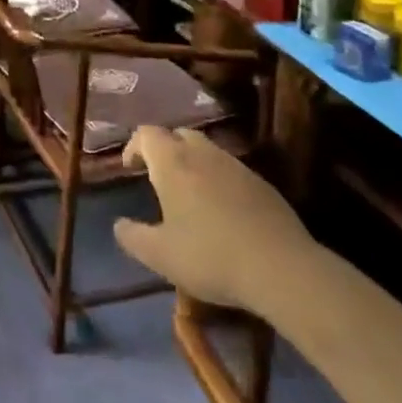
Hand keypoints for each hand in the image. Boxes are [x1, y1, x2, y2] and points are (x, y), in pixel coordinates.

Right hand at [112, 127, 314, 314]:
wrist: (281, 269)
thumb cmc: (210, 256)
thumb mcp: (160, 255)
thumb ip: (132, 237)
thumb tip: (119, 225)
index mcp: (172, 162)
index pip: (146, 134)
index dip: (134, 146)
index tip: (130, 168)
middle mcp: (203, 154)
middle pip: (179, 134)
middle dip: (165, 149)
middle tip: (159, 177)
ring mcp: (236, 166)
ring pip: (207, 150)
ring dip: (193, 163)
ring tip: (190, 194)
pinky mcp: (262, 184)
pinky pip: (231, 170)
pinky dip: (219, 180)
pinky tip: (223, 211)